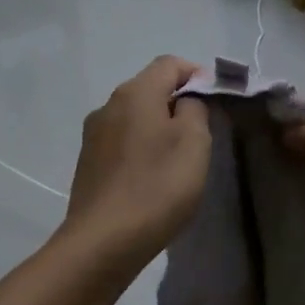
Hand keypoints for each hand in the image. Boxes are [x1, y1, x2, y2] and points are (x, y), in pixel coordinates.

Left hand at [61, 57, 211, 267]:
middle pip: (149, 89)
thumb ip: (195, 109)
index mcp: (134, 93)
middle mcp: (108, 105)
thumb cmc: (157, 186)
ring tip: (177, 160)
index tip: (216, 101)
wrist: (104, 241)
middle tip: (202, 134)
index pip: (169, 64)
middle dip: (177, 103)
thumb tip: (185, 101)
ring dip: (158, 128)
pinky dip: (140, 149)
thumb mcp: (194, 142)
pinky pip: (121, 143)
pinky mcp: (88, 164)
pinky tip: (151, 178)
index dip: (197, 74)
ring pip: (134, 118)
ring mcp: (93, 136)